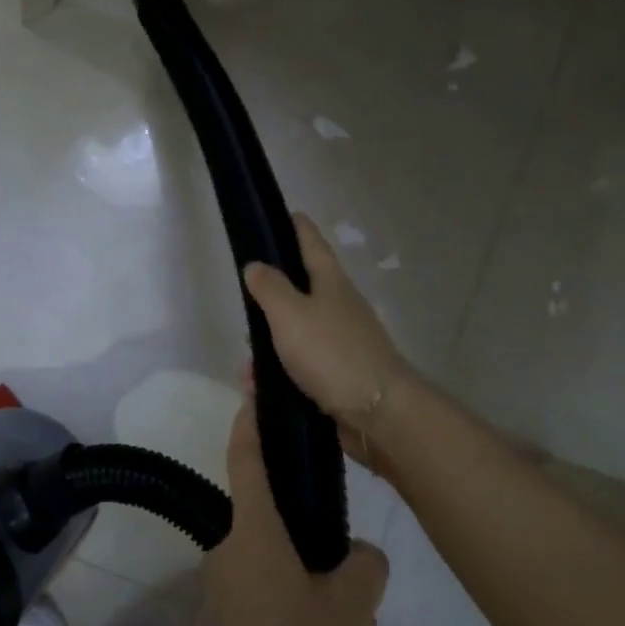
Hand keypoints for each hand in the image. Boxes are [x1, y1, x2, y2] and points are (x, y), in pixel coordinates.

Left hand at [198, 399, 389, 625]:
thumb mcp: (350, 609)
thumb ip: (364, 567)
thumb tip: (360, 556)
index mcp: (252, 529)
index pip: (246, 456)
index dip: (250, 420)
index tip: (252, 391)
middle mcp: (224, 548)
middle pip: (262, 517)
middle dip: (297, 527)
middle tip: (341, 557)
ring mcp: (214, 588)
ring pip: (261, 561)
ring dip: (292, 572)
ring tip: (335, 612)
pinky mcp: (214, 624)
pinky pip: (253, 594)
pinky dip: (279, 601)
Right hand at [242, 213, 418, 465]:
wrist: (378, 413)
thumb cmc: (332, 354)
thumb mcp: (290, 314)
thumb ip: (269, 288)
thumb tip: (255, 265)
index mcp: (331, 283)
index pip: (312, 244)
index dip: (297, 227)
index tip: (285, 213)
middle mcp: (340, 307)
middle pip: (304, 289)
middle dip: (274, 293)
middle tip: (246, 298)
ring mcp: (343, 342)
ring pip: (298, 333)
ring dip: (271, 343)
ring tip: (246, 363)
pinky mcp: (341, 375)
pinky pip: (302, 366)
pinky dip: (280, 372)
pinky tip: (260, 388)